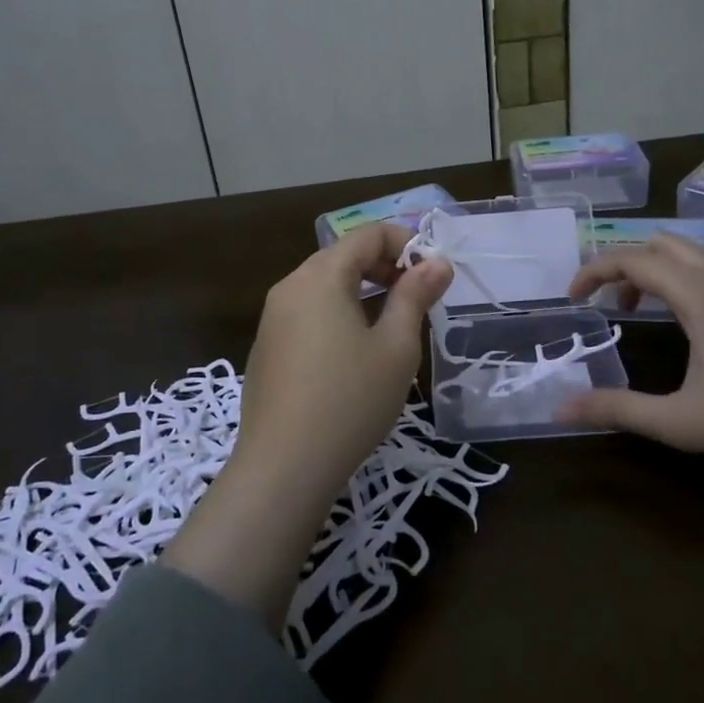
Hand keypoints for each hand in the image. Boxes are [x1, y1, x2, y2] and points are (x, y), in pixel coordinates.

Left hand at [236, 220, 453, 501]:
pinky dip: (337, 312)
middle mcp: (290, 286)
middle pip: (342, 256)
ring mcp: (273, 318)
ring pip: (324, 284)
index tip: (434, 272)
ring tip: (392, 322)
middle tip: (418, 296)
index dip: (405, 243)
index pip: (367, 235)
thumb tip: (437, 263)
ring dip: (361, 290)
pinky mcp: (267, 347)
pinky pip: (307, 312)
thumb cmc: (350, 401)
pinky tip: (354, 352)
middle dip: (384, 266)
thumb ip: (415, 296)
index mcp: (320, 276)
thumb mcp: (395, 347)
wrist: (283, 467)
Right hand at [556, 235, 703, 464]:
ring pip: (697, 253)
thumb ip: (618, 410)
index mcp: (697, 293)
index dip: (594, 272)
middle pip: (661, 245)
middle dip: (627, 267)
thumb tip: (561, 408)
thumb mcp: (680, 421)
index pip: (630, 259)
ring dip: (664, 270)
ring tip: (655, 308)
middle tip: (613, 306)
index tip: (573, 297)